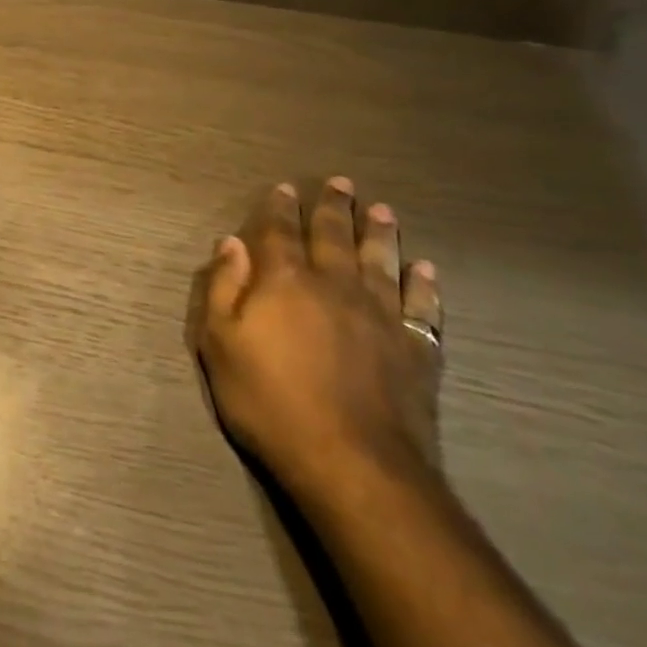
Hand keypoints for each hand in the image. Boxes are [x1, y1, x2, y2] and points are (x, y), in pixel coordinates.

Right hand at [194, 178, 443, 498]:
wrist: (352, 463)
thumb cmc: (270, 401)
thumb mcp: (220, 344)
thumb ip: (225, 288)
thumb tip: (231, 242)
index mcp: (285, 281)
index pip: (280, 232)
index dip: (281, 208)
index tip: (286, 188)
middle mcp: (334, 285)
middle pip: (334, 236)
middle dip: (334, 208)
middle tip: (342, 183)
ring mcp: (380, 315)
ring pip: (380, 261)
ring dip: (380, 234)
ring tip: (383, 210)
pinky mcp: (415, 349)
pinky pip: (422, 306)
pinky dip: (424, 285)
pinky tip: (426, 269)